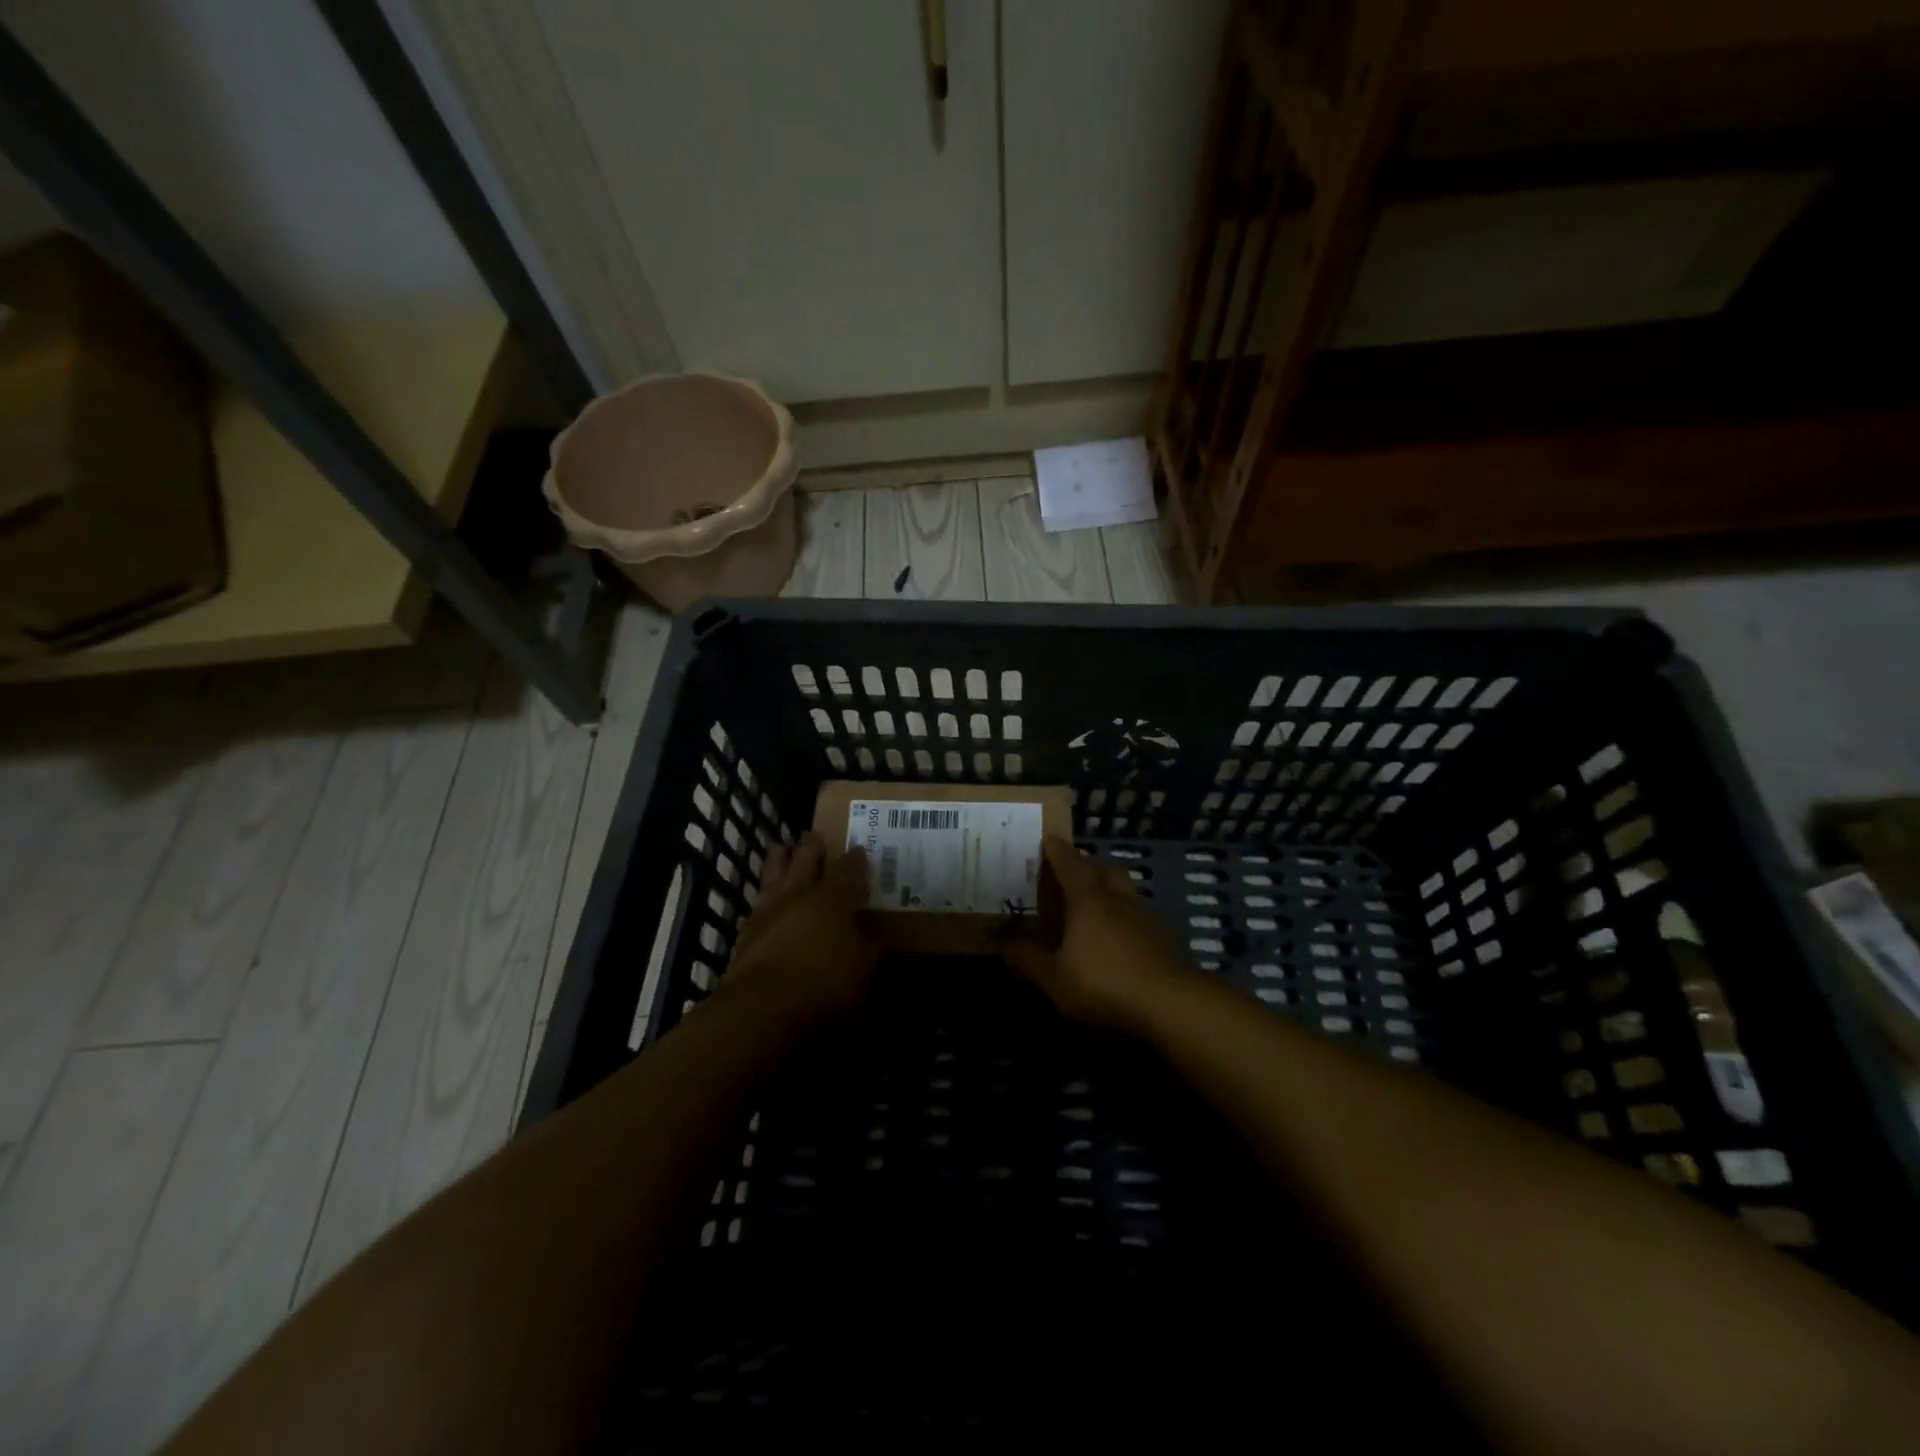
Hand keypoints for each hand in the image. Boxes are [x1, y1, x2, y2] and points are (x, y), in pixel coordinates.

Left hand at [721, 832, 879, 1025]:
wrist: (764, 1006)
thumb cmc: (825, 983)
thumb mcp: (864, 969)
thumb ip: (871, 950)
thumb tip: (878, 939)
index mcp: (833, 898)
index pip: (848, 870)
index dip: (855, 859)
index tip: (860, 849)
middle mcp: (799, 895)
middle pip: (806, 860)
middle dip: (813, 846)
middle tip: (816, 835)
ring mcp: (768, 910)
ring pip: (773, 873)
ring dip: (779, 859)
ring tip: (780, 848)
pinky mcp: (746, 932)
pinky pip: (757, 902)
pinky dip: (763, 895)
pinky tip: (764, 898)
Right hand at [1001, 836, 1195, 1035]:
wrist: (1169, 1004)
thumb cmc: (1103, 983)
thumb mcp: (1055, 977)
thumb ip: (1027, 958)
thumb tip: (999, 942)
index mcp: (1088, 899)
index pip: (1070, 864)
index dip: (1057, 851)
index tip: (1048, 839)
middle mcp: (1117, 898)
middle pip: (1104, 869)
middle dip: (1088, 864)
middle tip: (1073, 871)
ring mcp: (1144, 916)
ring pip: (1125, 889)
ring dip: (1110, 887)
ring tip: (1095, 901)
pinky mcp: (1163, 937)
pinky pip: (1139, 913)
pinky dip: (1125, 914)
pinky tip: (1119, 934)